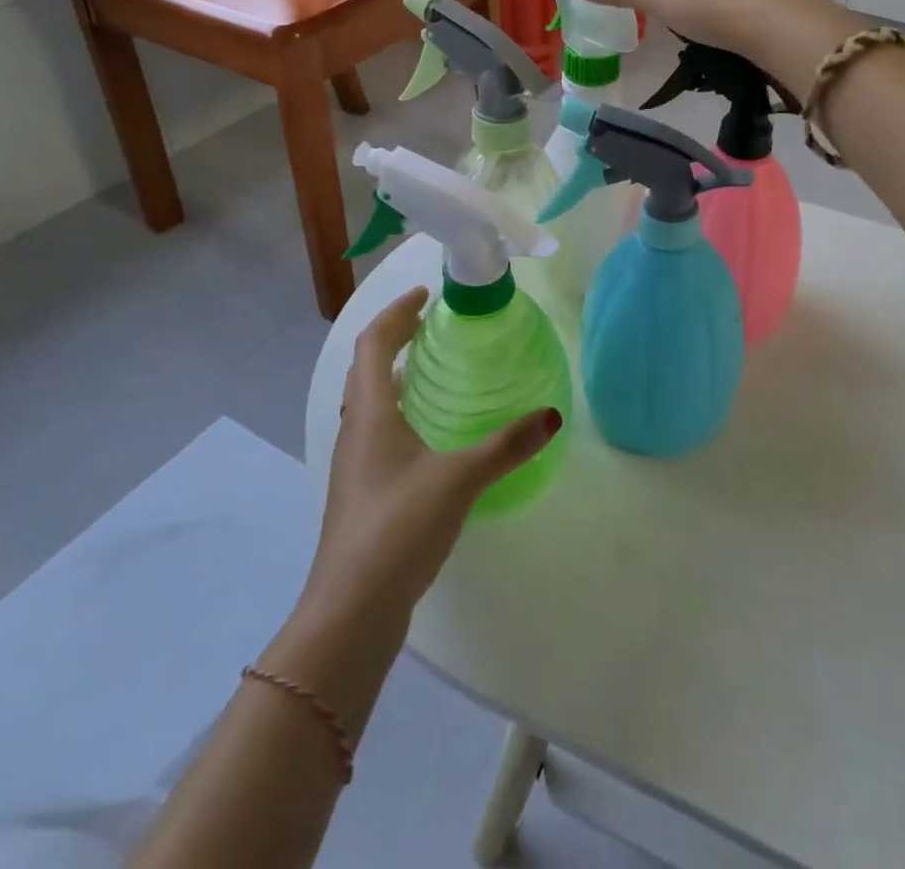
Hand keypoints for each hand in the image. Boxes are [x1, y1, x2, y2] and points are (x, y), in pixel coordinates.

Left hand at [299, 287, 561, 623]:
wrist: (352, 609)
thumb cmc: (400, 526)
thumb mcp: (461, 478)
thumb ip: (507, 445)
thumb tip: (551, 415)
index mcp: (370, 412)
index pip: (374, 343)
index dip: (396, 313)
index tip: (425, 296)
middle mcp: (356, 430)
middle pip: (367, 367)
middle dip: (395, 337)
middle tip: (430, 324)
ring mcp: (355, 463)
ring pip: (369, 400)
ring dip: (394, 374)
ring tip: (430, 367)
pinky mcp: (362, 491)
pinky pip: (377, 429)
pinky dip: (398, 409)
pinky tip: (427, 431)